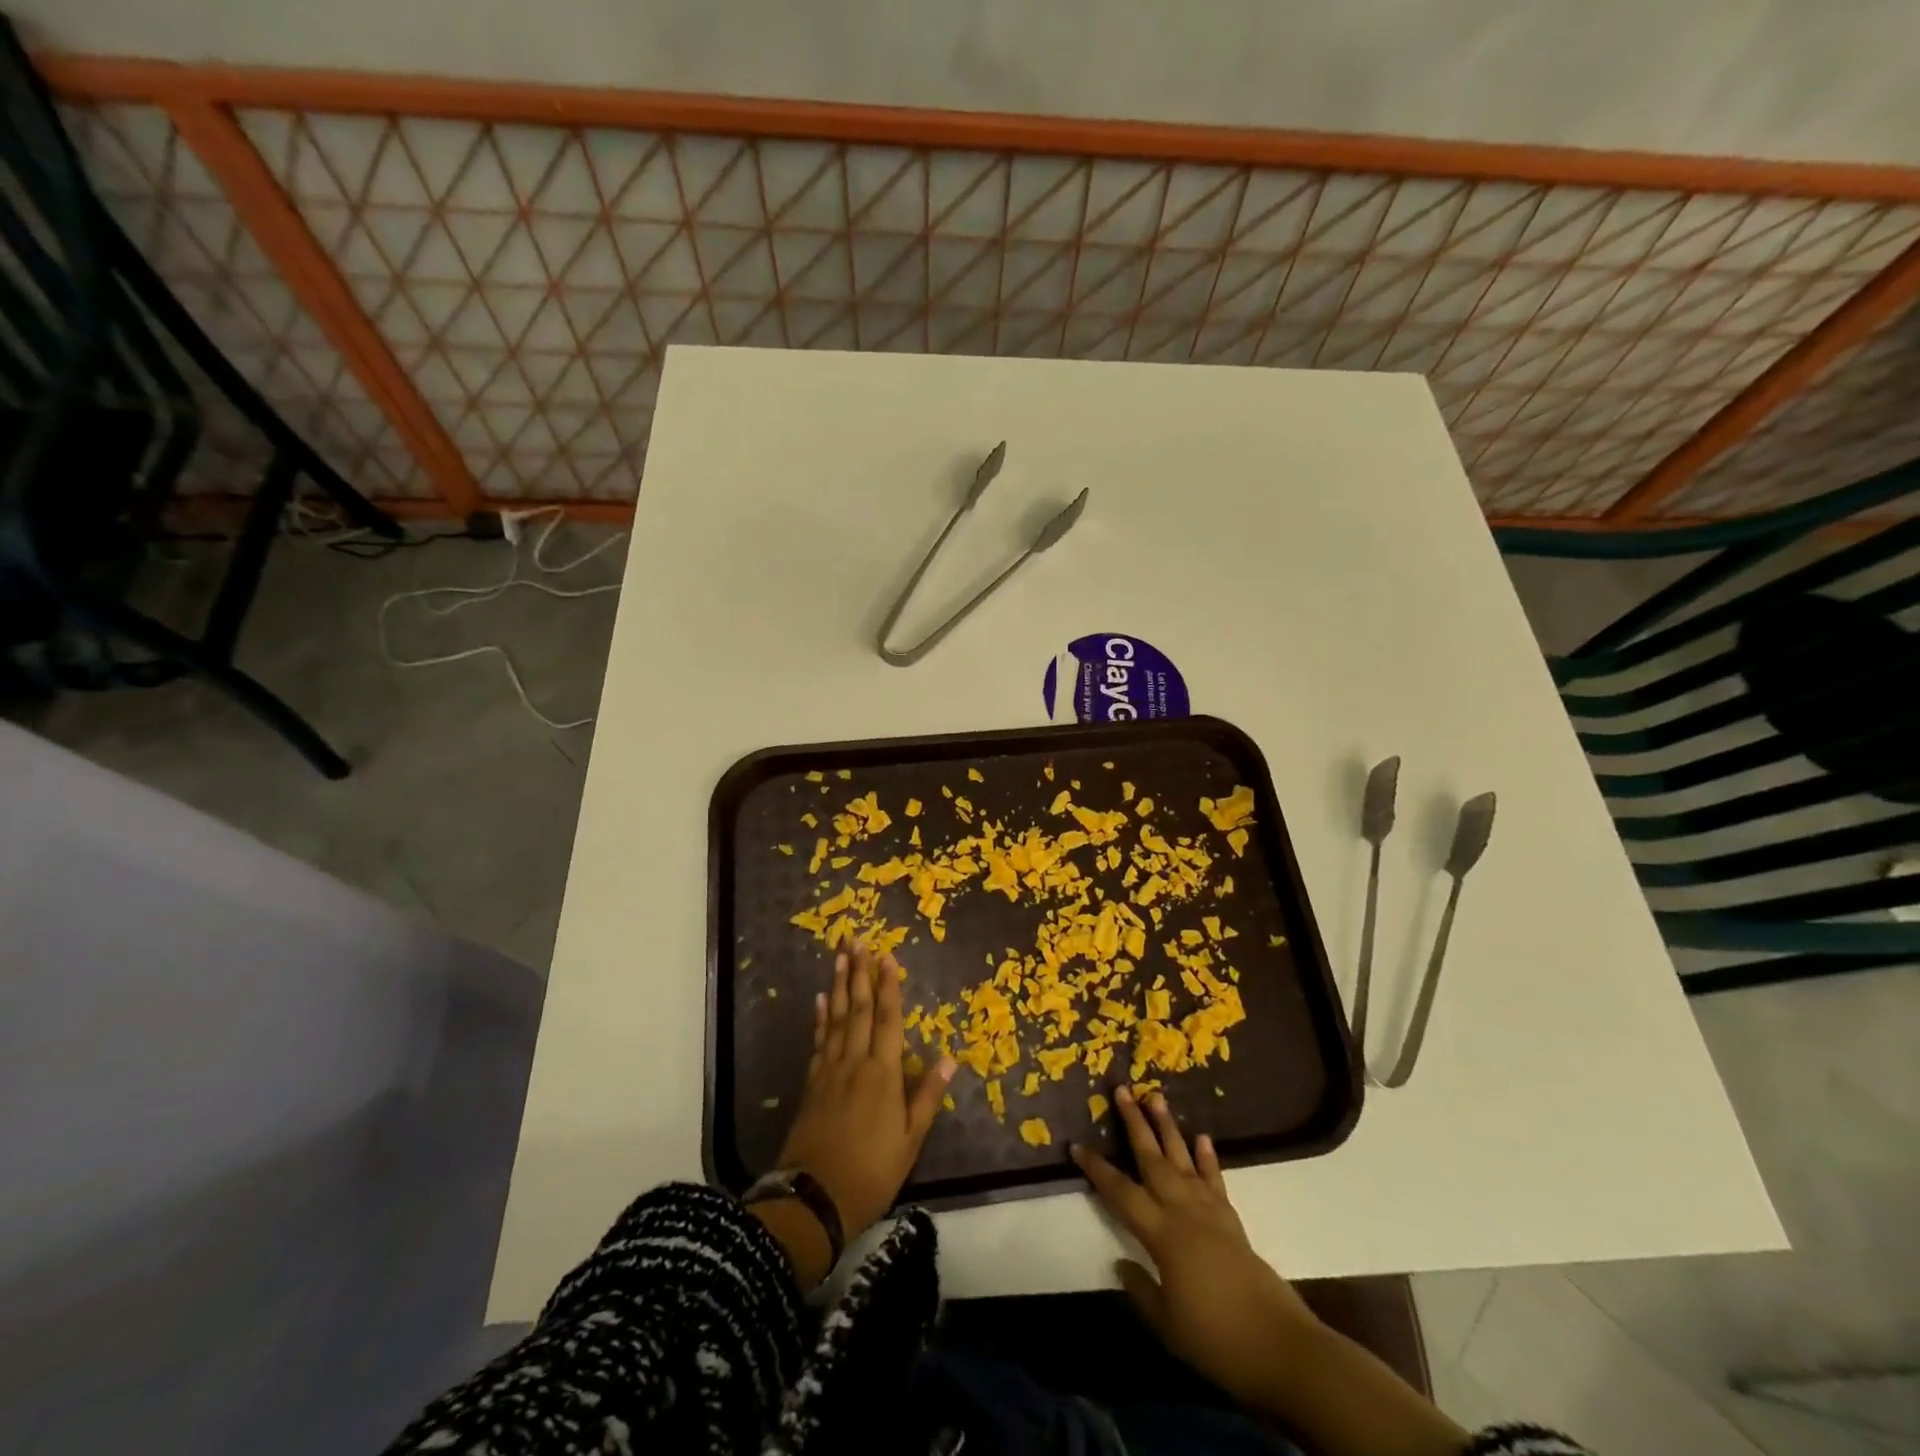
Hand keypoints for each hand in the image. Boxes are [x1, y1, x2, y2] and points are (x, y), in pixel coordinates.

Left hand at [776, 942, 954, 1249]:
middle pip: (860, 1009)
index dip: (889, 986)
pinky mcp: (812, 1084)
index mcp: (883, 1074)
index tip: (887, 956)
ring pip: (837, 1018)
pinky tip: (821, 1000)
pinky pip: (819, 1041)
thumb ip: (927, 1096)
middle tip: (857, 940)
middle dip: (860, 973)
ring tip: (840, 957)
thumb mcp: (910, 1141)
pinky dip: (821, 1018)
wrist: (813, 1199)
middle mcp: (855, 1063)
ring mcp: (829, 1071)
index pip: (889, 1019)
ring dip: (840, 986)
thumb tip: (949, 1058)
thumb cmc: (871, 1172)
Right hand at [1071, 1087, 1319, 1408]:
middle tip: (1122, 1089)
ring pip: (1182, 1160)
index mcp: (1162, 1234)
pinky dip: (1208, 1158)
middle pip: (1153, 1160)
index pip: (1120, 1193)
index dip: (1097, 1169)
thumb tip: (1121, 1262)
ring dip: (1167, 1127)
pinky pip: (1215, 1181)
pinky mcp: (1232, 1221)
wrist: (1280, 1347)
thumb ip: (1141, 1289)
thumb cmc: (1216, 1339)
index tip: (1076, 1145)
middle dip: (1135, 1123)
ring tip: (1156, 1096)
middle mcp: (1183, 1212)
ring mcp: (1210, 1212)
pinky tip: (1202, 1138)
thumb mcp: (1168, 1324)